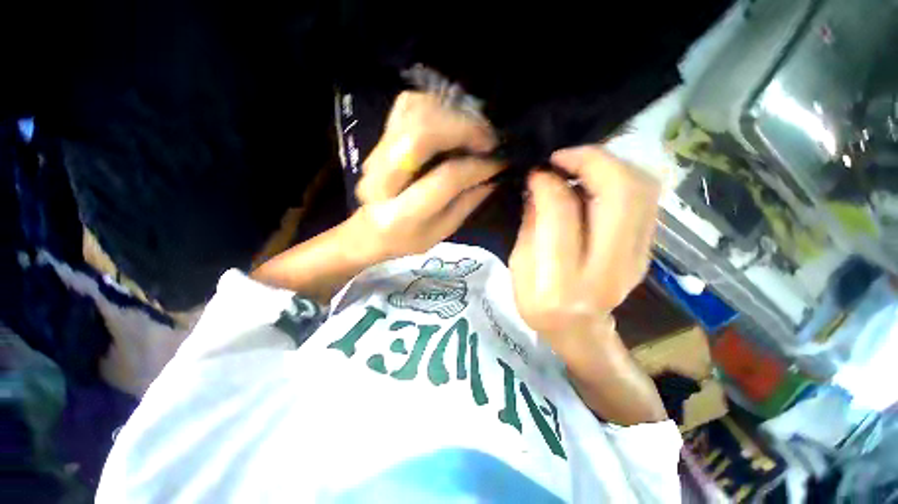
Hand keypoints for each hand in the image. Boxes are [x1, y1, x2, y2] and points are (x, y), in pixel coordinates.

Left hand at [351, 91, 501, 260]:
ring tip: (475, 131)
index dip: (477, 166)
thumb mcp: (442, 232)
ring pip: (414, 113)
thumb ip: (467, 203)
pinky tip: (452, 121)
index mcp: (400, 216)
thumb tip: (493, 175)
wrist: (370, 230)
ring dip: (452, 115)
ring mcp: (375, 155)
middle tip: (489, 139)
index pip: (445, 179)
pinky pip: (407, 106)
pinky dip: (435, 106)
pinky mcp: (378, 140)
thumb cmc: (408, 238)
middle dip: (464, 130)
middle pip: (422, 136)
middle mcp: (382, 181)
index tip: (499, 162)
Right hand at [509, 146, 660, 366]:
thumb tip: (539, 185)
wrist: (578, 330)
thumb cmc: (537, 302)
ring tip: (579, 164)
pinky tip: (597, 179)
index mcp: (561, 280)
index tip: (536, 173)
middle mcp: (607, 268)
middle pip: (621, 194)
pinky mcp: (646, 250)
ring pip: (643, 190)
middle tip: (562, 156)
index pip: (563, 214)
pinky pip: (646, 199)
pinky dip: (622, 177)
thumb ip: (531, 224)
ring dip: (611, 164)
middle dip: (591, 160)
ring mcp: (636, 258)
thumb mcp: (518, 266)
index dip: (548, 183)